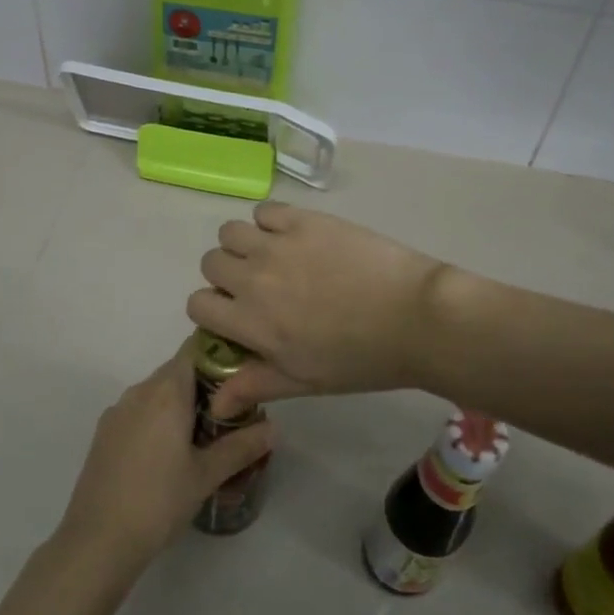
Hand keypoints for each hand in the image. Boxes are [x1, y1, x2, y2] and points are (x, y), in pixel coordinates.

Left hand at [54, 351, 274, 577]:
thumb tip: (274, 428)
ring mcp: (118, 411)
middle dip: (204, 386)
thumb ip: (241, 447)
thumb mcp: (206, 475)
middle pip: (176, 371)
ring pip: (156, 392)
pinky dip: (158, 419)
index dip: (218, 356)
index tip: (240, 377)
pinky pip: (138, 411)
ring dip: (180, 404)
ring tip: (204, 436)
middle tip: (231, 414)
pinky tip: (169, 454)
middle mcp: (139, 391)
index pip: (194, 349)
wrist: (98, 539)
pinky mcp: (104, 432)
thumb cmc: (159, 501)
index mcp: (166, 392)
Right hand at [188, 203, 447, 413]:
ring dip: (242, 245)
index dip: (213, 311)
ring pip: (230, 232)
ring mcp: (278, 244)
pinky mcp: (304, 221)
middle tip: (259, 287)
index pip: (197, 304)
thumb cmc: (361, 359)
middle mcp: (254, 278)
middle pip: (210, 263)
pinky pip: (265, 210)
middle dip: (226, 277)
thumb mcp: (304, 381)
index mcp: (251, 321)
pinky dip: (269, 222)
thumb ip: (254, 385)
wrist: (416, 318)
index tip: (237, 315)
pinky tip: (292, 238)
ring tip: (271, 258)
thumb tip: (214, 403)